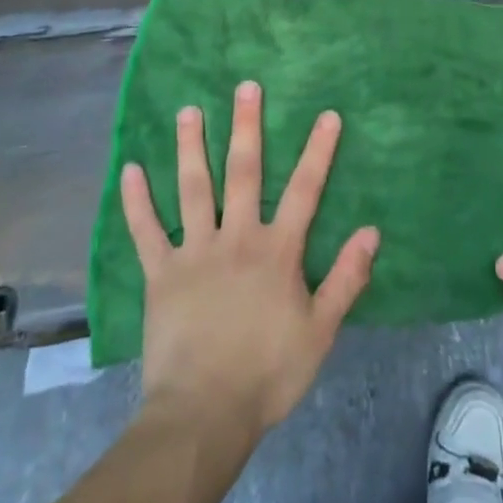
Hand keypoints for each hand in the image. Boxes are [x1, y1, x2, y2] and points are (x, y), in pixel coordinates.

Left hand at [121, 80, 379, 436]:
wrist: (204, 415)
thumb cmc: (268, 373)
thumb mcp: (321, 331)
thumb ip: (346, 278)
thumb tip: (372, 231)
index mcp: (277, 251)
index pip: (304, 190)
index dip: (318, 151)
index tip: (327, 114)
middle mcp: (236, 238)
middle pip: (243, 173)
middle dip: (246, 127)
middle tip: (245, 87)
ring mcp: (195, 252)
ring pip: (193, 189)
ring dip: (191, 147)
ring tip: (189, 110)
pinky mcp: (161, 273)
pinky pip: (146, 231)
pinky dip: (136, 201)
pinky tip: (129, 169)